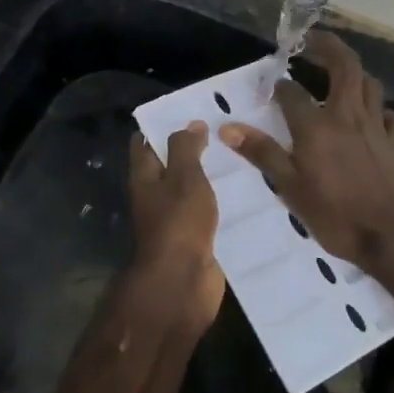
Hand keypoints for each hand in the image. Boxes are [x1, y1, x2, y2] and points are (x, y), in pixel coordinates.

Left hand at [124, 121, 225, 334]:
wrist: (183, 283)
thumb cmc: (178, 223)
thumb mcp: (183, 177)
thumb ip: (185, 148)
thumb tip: (190, 124)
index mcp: (145, 178)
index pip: (144, 143)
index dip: (161, 125)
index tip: (188, 109)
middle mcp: (156, 197)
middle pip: (171, 166)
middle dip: (193, 149)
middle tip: (226, 129)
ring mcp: (176, 220)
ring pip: (193, 191)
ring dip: (212, 177)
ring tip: (244, 155)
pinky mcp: (197, 239)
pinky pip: (209, 214)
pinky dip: (224, 203)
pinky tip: (249, 192)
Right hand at [220, 32, 393, 272]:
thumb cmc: (336, 216)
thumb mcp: (290, 188)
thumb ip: (262, 153)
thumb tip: (227, 127)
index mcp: (317, 126)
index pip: (292, 93)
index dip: (279, 85)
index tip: (270, 85)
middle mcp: (348, 116)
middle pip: (345, 66)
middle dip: (328, 46)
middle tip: (312, 40)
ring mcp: (377, 128)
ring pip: (370, 84)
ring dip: (355, 72)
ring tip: (340, 73)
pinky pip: (391, 116)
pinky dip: (380, 110)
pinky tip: (373, 117)